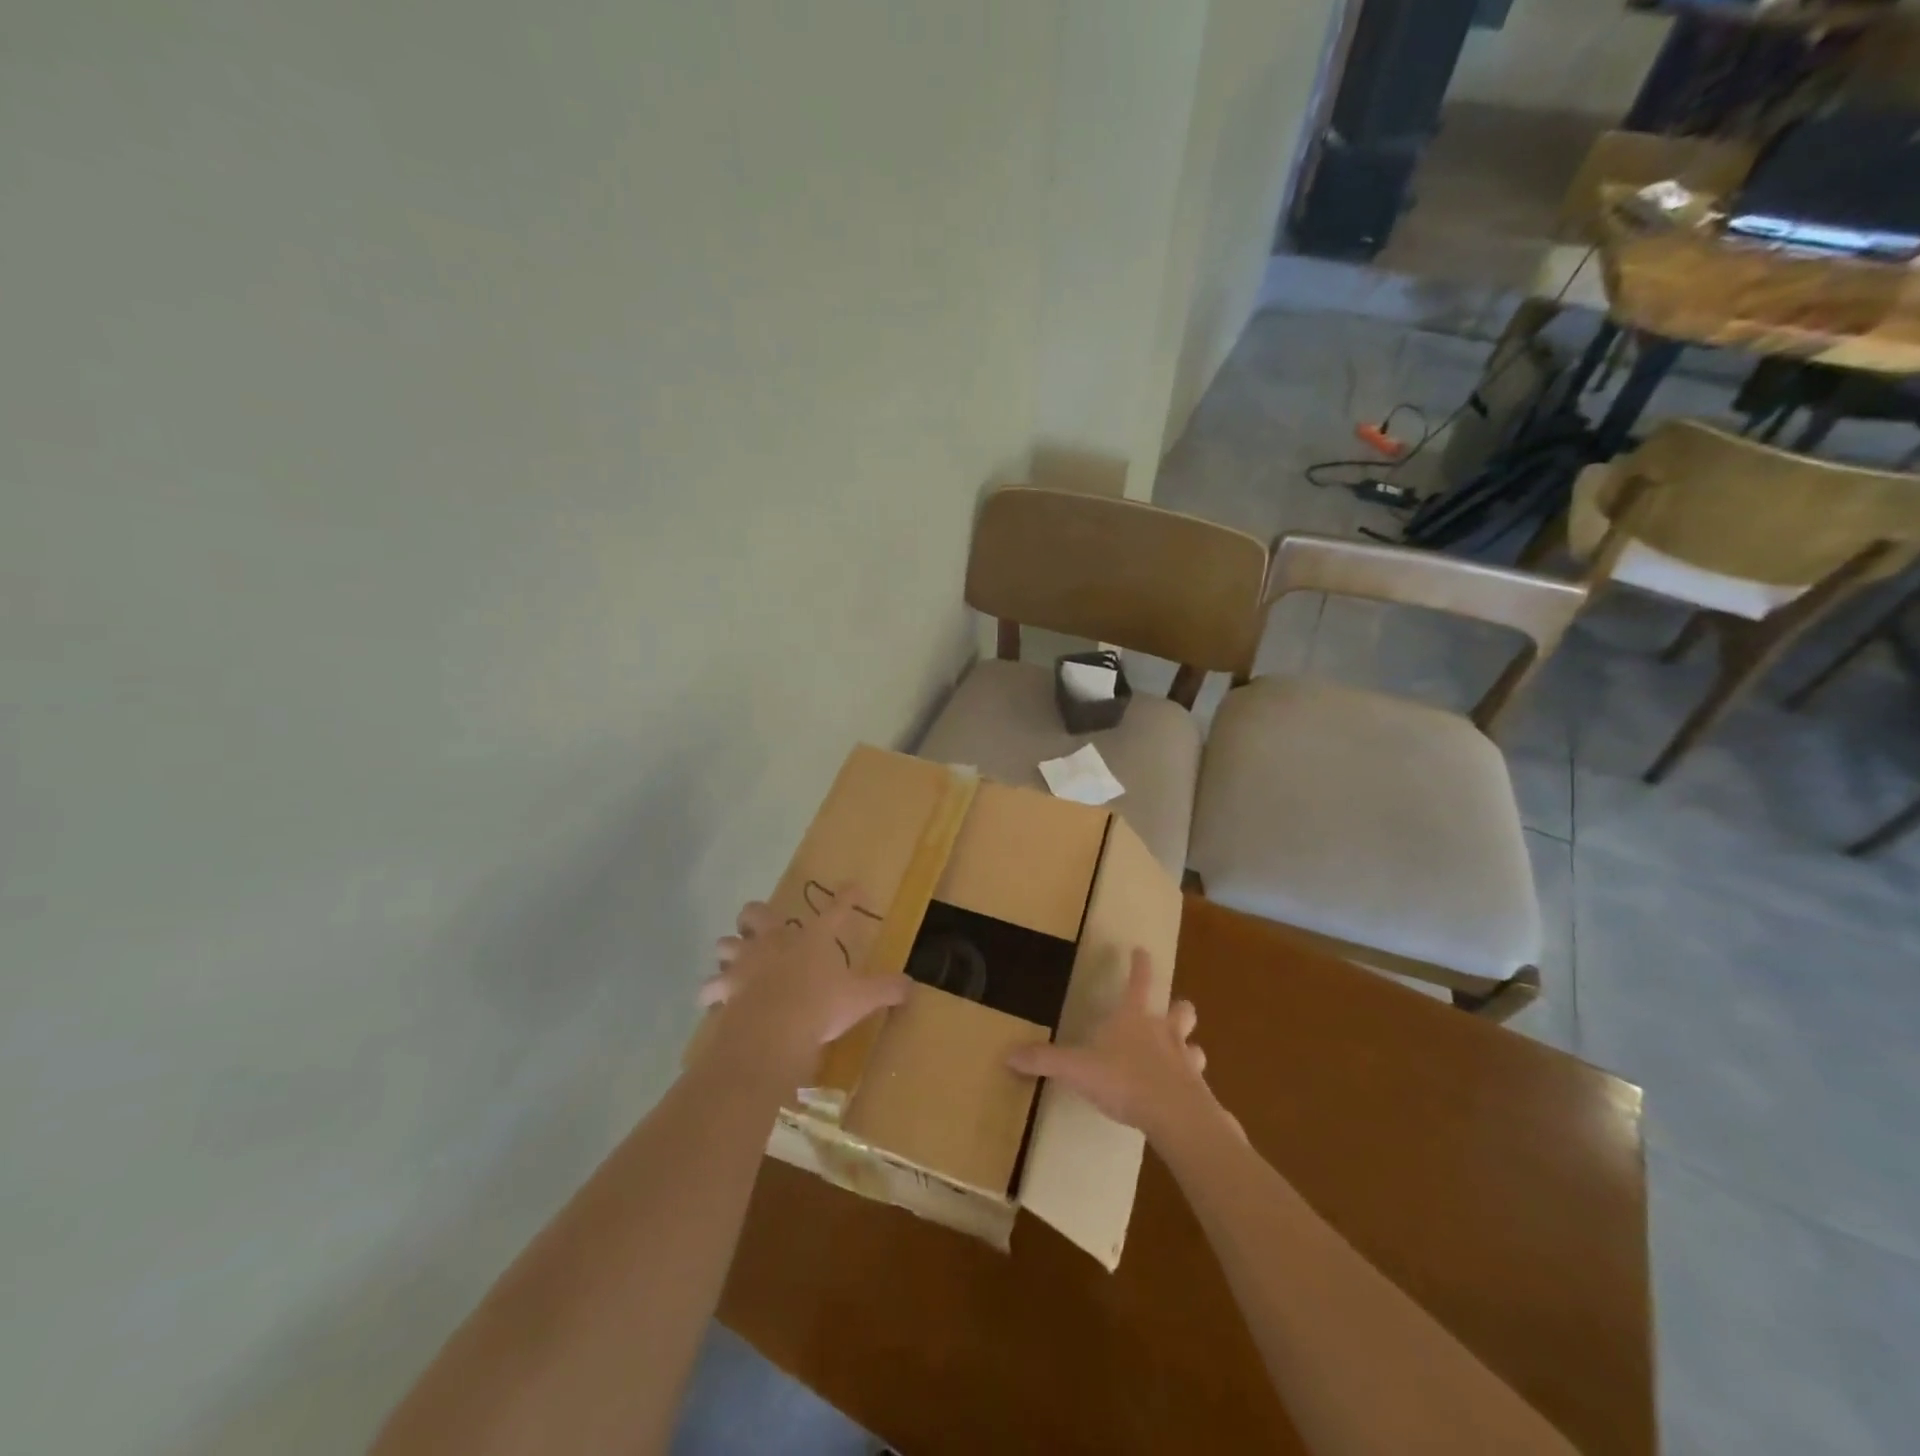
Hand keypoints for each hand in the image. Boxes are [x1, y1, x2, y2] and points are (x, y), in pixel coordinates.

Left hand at [697, 887, 908, 1066]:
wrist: (774, 1029)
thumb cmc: (821, 1006)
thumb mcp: (862, 999)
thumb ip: (886, 989)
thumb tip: (912, 985)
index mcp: (813, 939)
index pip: (836, 910)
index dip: (847, 897)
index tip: (854, 887)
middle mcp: (776, 942)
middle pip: (757, 913)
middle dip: (757, 917)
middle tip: (763, 928)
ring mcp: (747, 962)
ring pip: (726, 944)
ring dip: (730, 952)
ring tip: (734, 963)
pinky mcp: (725, 988)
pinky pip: (710, 987)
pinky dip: (711, 992)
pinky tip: (713, 1000)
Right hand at [1007, 948, 1239, 1146]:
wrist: (1175, 1115)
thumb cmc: (1125, 1080)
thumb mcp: (1077, 1068)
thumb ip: (1045, 1060)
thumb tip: (1007, 1054)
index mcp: (1134, 1017)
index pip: (1138, 981)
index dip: (1139, 964)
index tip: (1141, 949)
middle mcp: (1164, 1031)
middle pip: (1180, 1010)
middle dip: (1177, 1008)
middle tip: (1171, 1010)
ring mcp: (1185, 1059)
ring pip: (1195, 1044)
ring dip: (1189, 1046)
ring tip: (1183, 1052)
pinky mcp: (1198, 1090)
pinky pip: (1197, 1081)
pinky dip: (1192, 1083)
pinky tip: (1184, 1094)